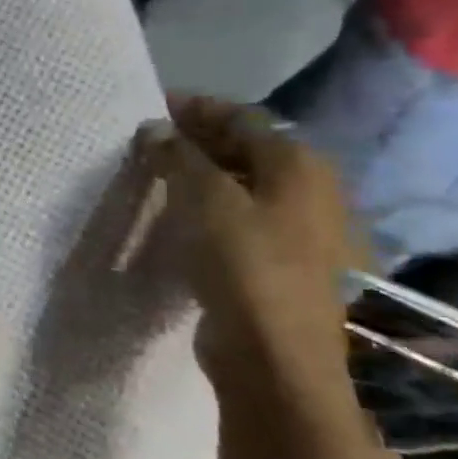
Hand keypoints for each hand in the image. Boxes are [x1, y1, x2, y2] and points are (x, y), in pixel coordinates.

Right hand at [141, 95, 357, 412]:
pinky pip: (242, 215)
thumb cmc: (243, 263)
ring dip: (202, 173)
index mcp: (299, 165)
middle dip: (198, 139)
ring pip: (244, 184)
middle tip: (148, 140)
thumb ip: (179, 157)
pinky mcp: (282, 260)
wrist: (274, 352)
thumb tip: (156, 130)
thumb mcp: (204, 199)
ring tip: (156, 174)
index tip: (152, 106)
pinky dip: (210, 205)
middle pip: (248, 149)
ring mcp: (301, 228)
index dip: (197, 108)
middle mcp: (310, 189)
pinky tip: (180, 214)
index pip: (243, 118)